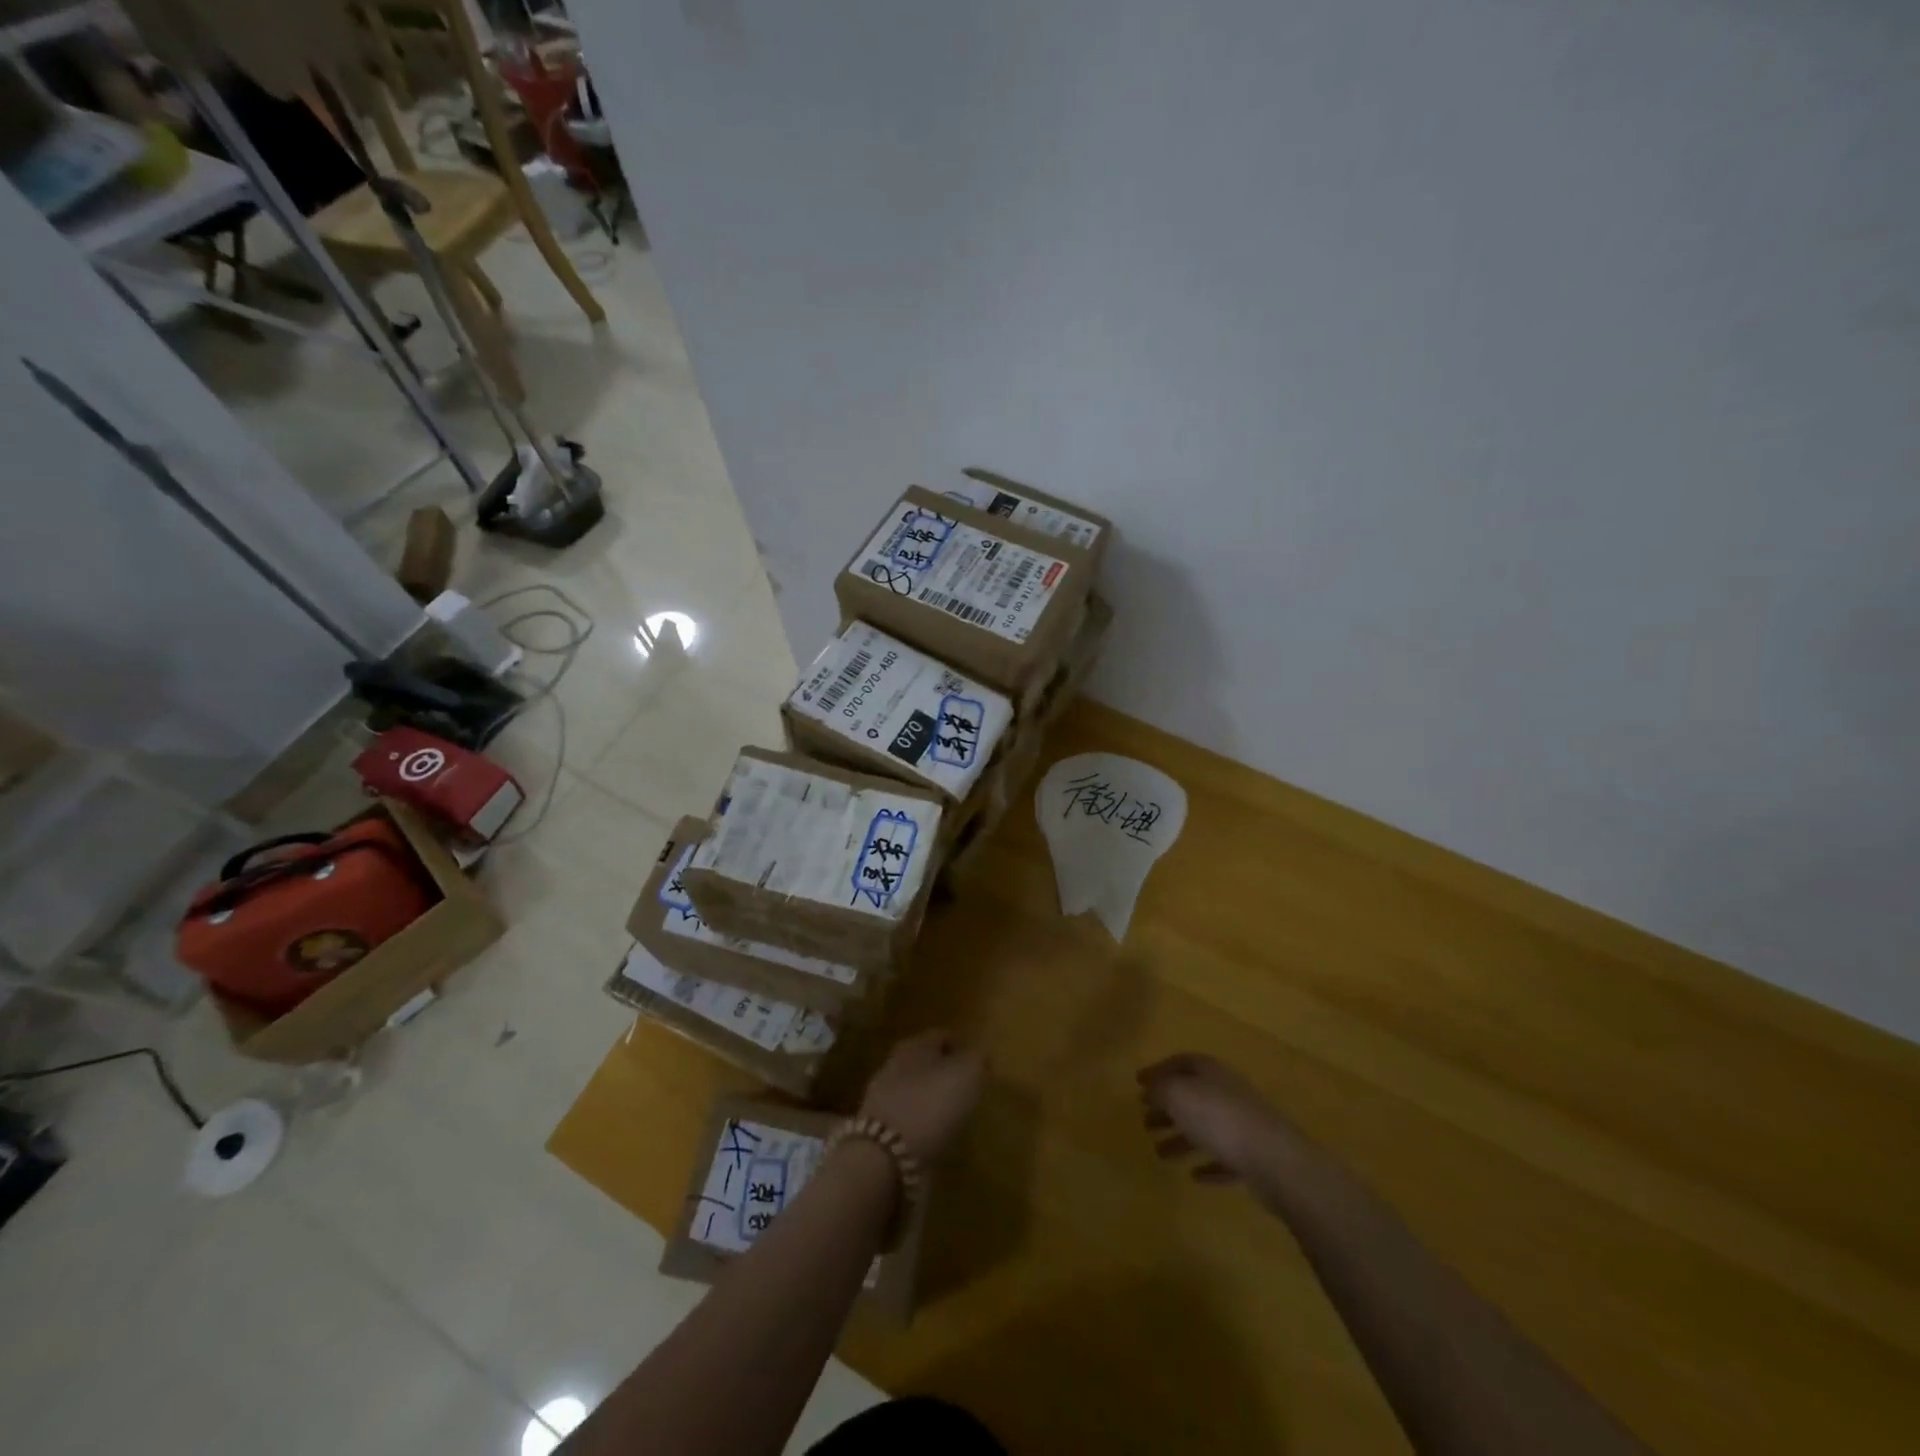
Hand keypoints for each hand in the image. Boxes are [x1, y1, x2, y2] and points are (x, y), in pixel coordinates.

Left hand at [858, 1029, 985, 1163]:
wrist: (885, 1158)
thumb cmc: (930, 1105)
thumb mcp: (967, 1074)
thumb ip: (978, 1058)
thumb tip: (982, 1052)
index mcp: (914, 1045)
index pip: (942, 1035)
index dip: (962, 1044)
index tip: (979, 1059)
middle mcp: (894, 1065)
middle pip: (926, 1062)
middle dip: (946, 1071)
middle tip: (969, 1086)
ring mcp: (883, 1099)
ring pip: (915, 1090)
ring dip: (933, 1099)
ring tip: (956, 1113)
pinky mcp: (880, 1131)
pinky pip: (908, 1120)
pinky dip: (923, 1125)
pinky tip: (937, 1136)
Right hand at [1137, 1052, 1294, 1183]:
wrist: (1275, 1159)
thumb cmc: (1219, 1119)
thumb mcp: (1178, 1095)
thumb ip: (1159, 1090)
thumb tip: (1150, 1091)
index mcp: (1211, 1072)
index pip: (1180, 1062)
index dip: (1158, 1071)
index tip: (1138, 1084)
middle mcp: (1227, 1093)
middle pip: (1192, 1096)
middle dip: (1167, 1108)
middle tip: (1145, 1122)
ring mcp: (1243, 1125)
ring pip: (1206, 1129)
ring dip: (1182, 1140)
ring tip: (1160, 1154)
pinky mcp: (1254, 1157)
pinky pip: (1225, 1158)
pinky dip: (1208, 1165)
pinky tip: (1195, 1176)